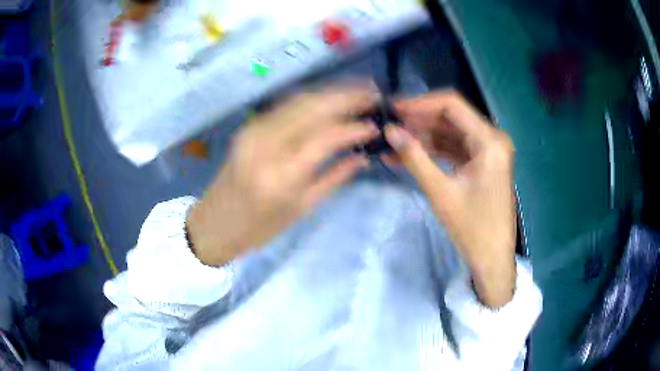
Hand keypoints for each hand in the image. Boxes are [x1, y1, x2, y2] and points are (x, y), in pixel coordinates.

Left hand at [187, 85, 379, 265]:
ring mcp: (254, 130)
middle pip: (313, 108)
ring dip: (331, 92)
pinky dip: (311, 98)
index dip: (354, 127)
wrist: (214, 223)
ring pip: (300, 100)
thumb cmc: (259, 228)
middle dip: (347, 96)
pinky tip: (329, 97)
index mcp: (282, 175)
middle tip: (373, 92)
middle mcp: (266, 144)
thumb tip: (363, 156)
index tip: (375, 124)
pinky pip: (286, 105)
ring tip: (358, 89)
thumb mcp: (301, 208)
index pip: (325, 137)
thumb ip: (334, 177)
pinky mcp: (249, 126)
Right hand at [385, 91, 516, 307]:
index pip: (452, 104)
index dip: (420, 103)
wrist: (492, 259)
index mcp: (490, 141)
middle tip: (389, 125)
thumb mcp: (440, 191)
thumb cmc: (472, 228)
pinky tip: (408, 154)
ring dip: (423, 136)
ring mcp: (487, 151)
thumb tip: (389, 130)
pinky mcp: (481, 163)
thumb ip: (414, 157)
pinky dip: (433, 151)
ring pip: (450, 133)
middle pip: (451, 117)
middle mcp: (492, 139)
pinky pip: (454, 149)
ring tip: (392, 141)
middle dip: (419, 120)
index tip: (394, 109)